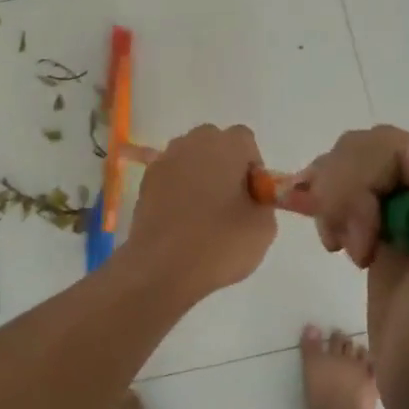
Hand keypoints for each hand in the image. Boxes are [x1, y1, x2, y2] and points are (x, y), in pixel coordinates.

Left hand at [122, 125, 276, 299]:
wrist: (162, 268)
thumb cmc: (219, 243)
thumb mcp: (263, 228)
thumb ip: (263, 203)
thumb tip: (251, 200)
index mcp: (226, 146)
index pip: (245, 140)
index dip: (252, 166)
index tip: (252, 195)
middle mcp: (193, 143)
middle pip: (214, 143)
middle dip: (224, 164)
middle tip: (230, 201)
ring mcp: (165, 160)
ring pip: (190, 157)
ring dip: (199, 175)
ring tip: (202, 213)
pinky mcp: (145, 181)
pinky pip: (170, 176)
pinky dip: (177, 189)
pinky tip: (181, 220)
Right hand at [299, 127, 408, 408]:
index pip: (399, 148)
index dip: (362, 188)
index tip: (359, 249)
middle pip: (371, 148)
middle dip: (345, 194)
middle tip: (348, 250)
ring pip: (355, 158)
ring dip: (334, 199)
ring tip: (341, 248)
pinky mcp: (395, 221)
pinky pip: (351, 181)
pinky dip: (330, 203)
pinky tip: (336, 242)